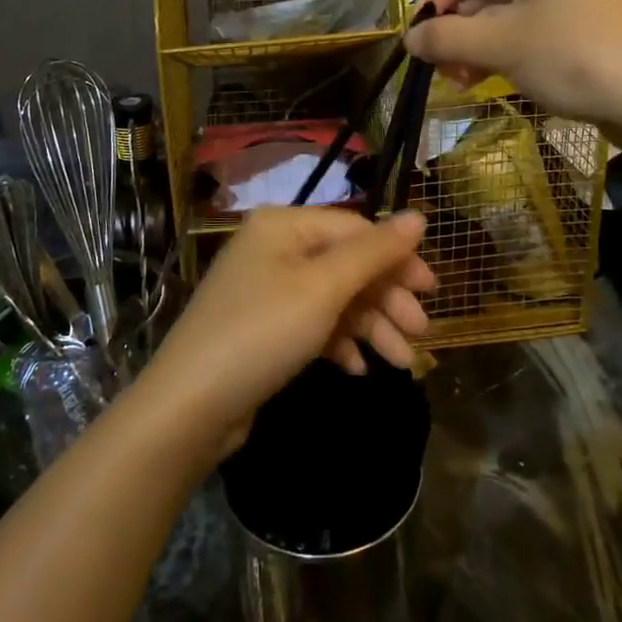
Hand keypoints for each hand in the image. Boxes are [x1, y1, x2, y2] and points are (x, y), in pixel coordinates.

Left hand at [139, 207, 432, 454]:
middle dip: (385, 299)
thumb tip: (420, 215)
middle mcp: (274, 248)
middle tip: (420, 332)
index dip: (396, 257)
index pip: (355, 230)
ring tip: (402, 364)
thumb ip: (374, 252)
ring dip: (370, 327)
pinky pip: (313, 324)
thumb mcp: (324, 288)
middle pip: (346, 265)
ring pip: (334, 299)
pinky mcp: (264, 328)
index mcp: (284, 225)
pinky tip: (357, 368)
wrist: (190, 406)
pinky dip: (338, 342)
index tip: (432, 291)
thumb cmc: (263, 332)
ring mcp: (267, 289)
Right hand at [406, 0, 621, 128]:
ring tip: (458, 80)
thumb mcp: (501, 45)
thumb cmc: (574, 57)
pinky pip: (527, 26)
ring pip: (504, 9)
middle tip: (436, 63)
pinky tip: (483, 79)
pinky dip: (502, 49)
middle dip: (456, 25)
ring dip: (474, 42)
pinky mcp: (581, 23)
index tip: (416, 31)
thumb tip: (408, 38)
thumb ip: (447, 36)